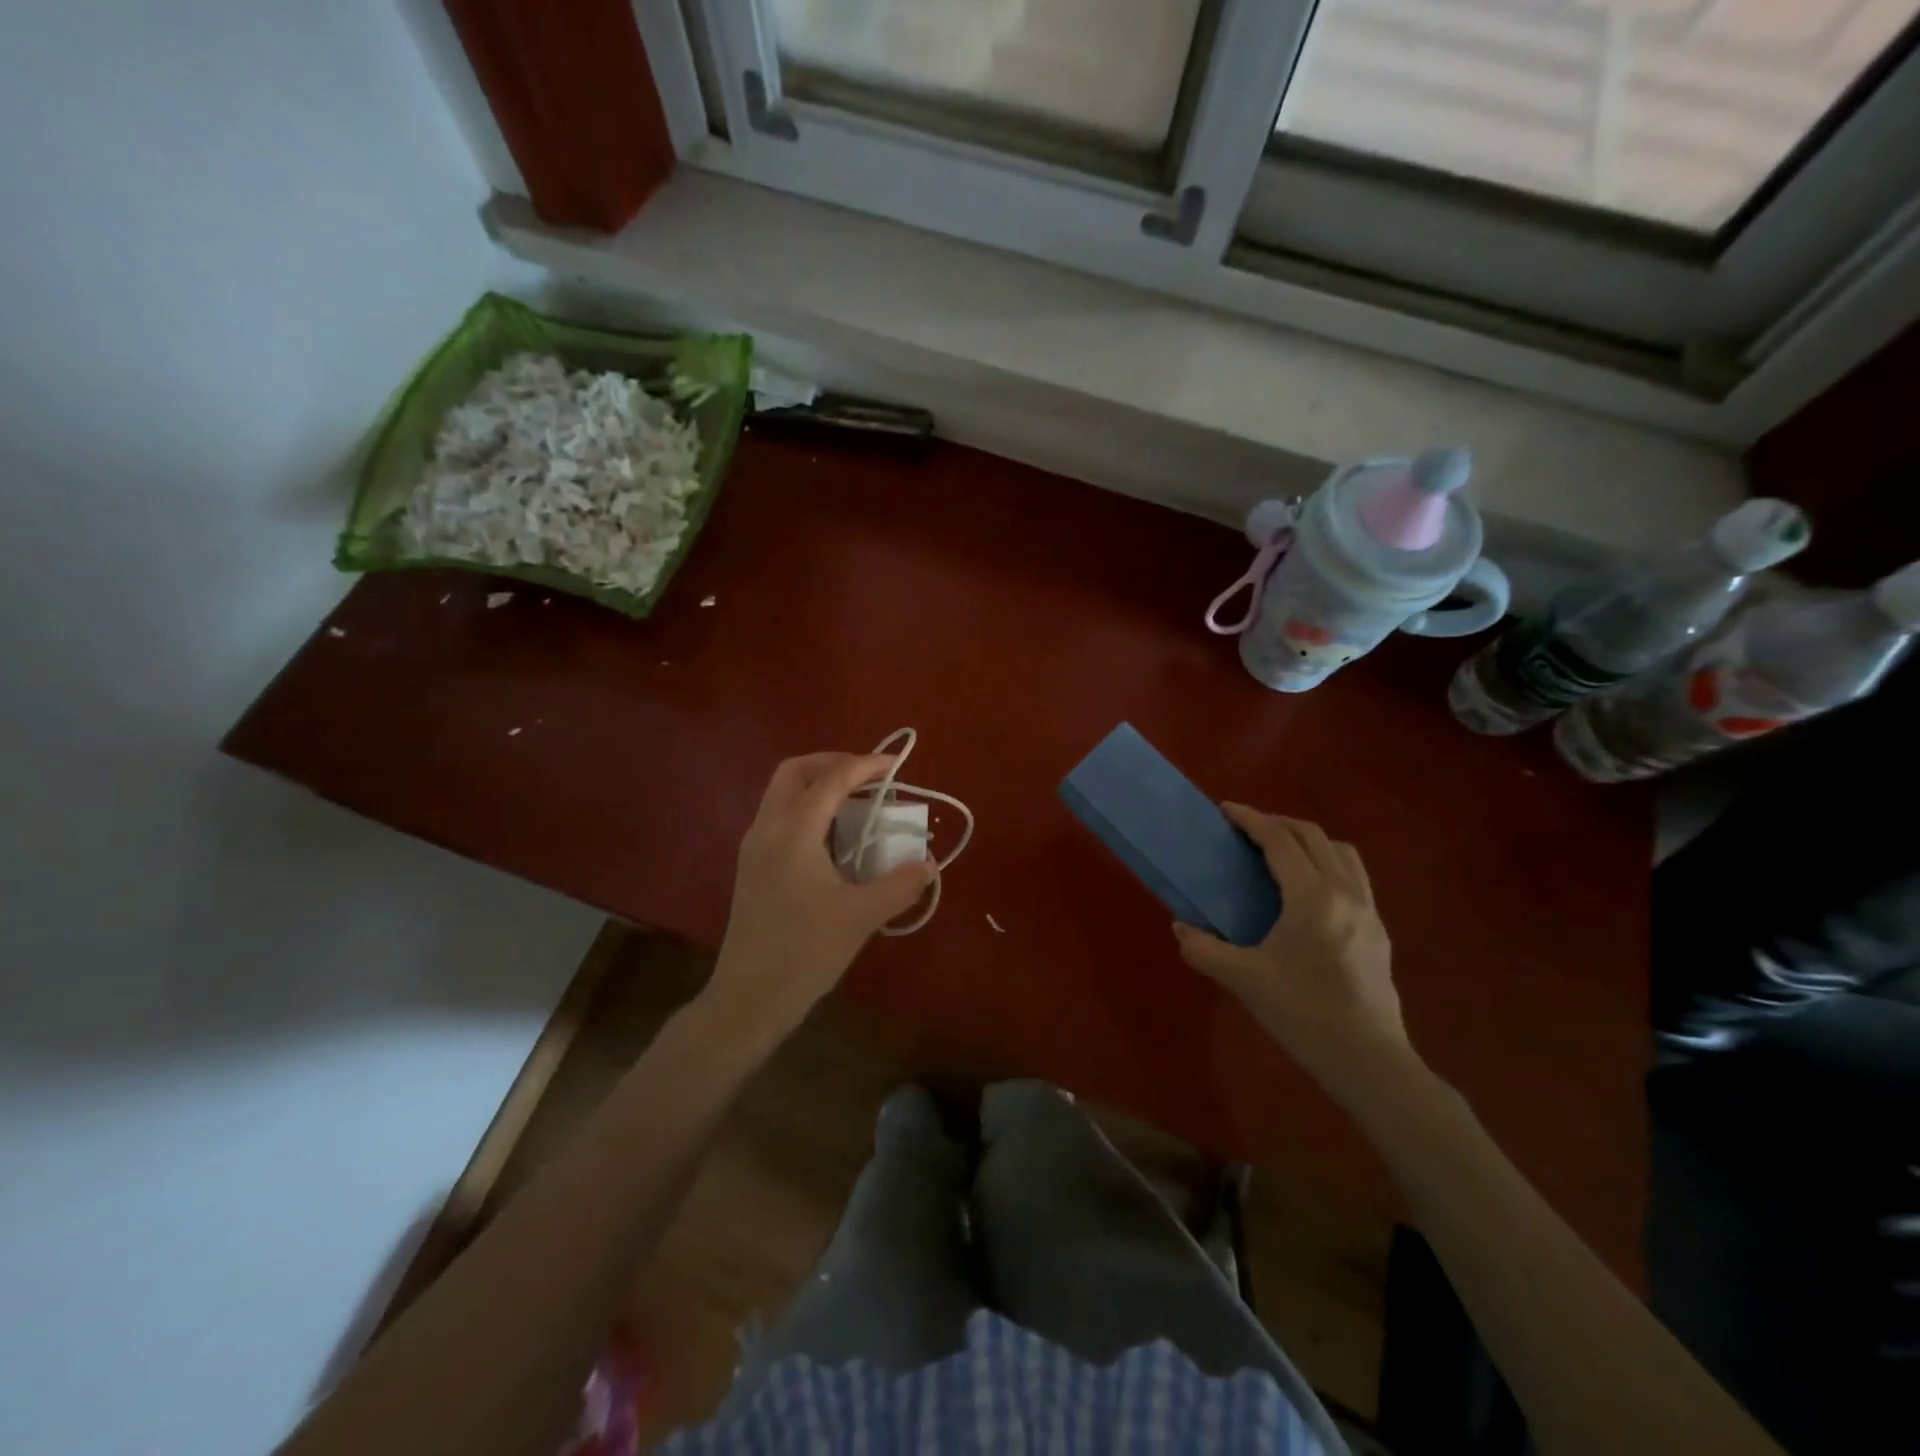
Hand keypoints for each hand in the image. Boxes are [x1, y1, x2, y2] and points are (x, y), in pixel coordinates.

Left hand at [704, 752, 932, 1042]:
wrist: (749, 997)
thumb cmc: (805, 953)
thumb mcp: (862, 917)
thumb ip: (900, 885)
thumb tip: (928, 864)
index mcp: (793, 834)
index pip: (831, 780)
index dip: (865, 766)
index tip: (895, 764)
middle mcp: (767, 829)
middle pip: (794, 772)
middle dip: (832, 763)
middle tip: (868, 776)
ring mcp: (753, 847)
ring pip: (781, 792)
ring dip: (818, 784)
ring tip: (856, 802)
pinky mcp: (751, 866)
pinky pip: (778, 815)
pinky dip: (807, 807)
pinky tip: (834, 836)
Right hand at [1173, 805, 1414, 1100]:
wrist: (1368, 1060)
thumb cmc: (1302, 1013)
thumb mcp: (1243, 980)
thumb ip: (1204, 949)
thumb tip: (1180, 927)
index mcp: (1312, 897)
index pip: (1280, 840)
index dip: (1251, 819)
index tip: (1226, 809)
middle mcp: (1345, 892)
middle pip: (1313, 836)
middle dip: (1278, 823)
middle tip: (1246, 829)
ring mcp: (1369, 910)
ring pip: (1341, 852)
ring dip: (1309, 840)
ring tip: (1281, 853)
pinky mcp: (1379, 931)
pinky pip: (1354, 877)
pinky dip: (1328, 864)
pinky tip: (1309, 893)